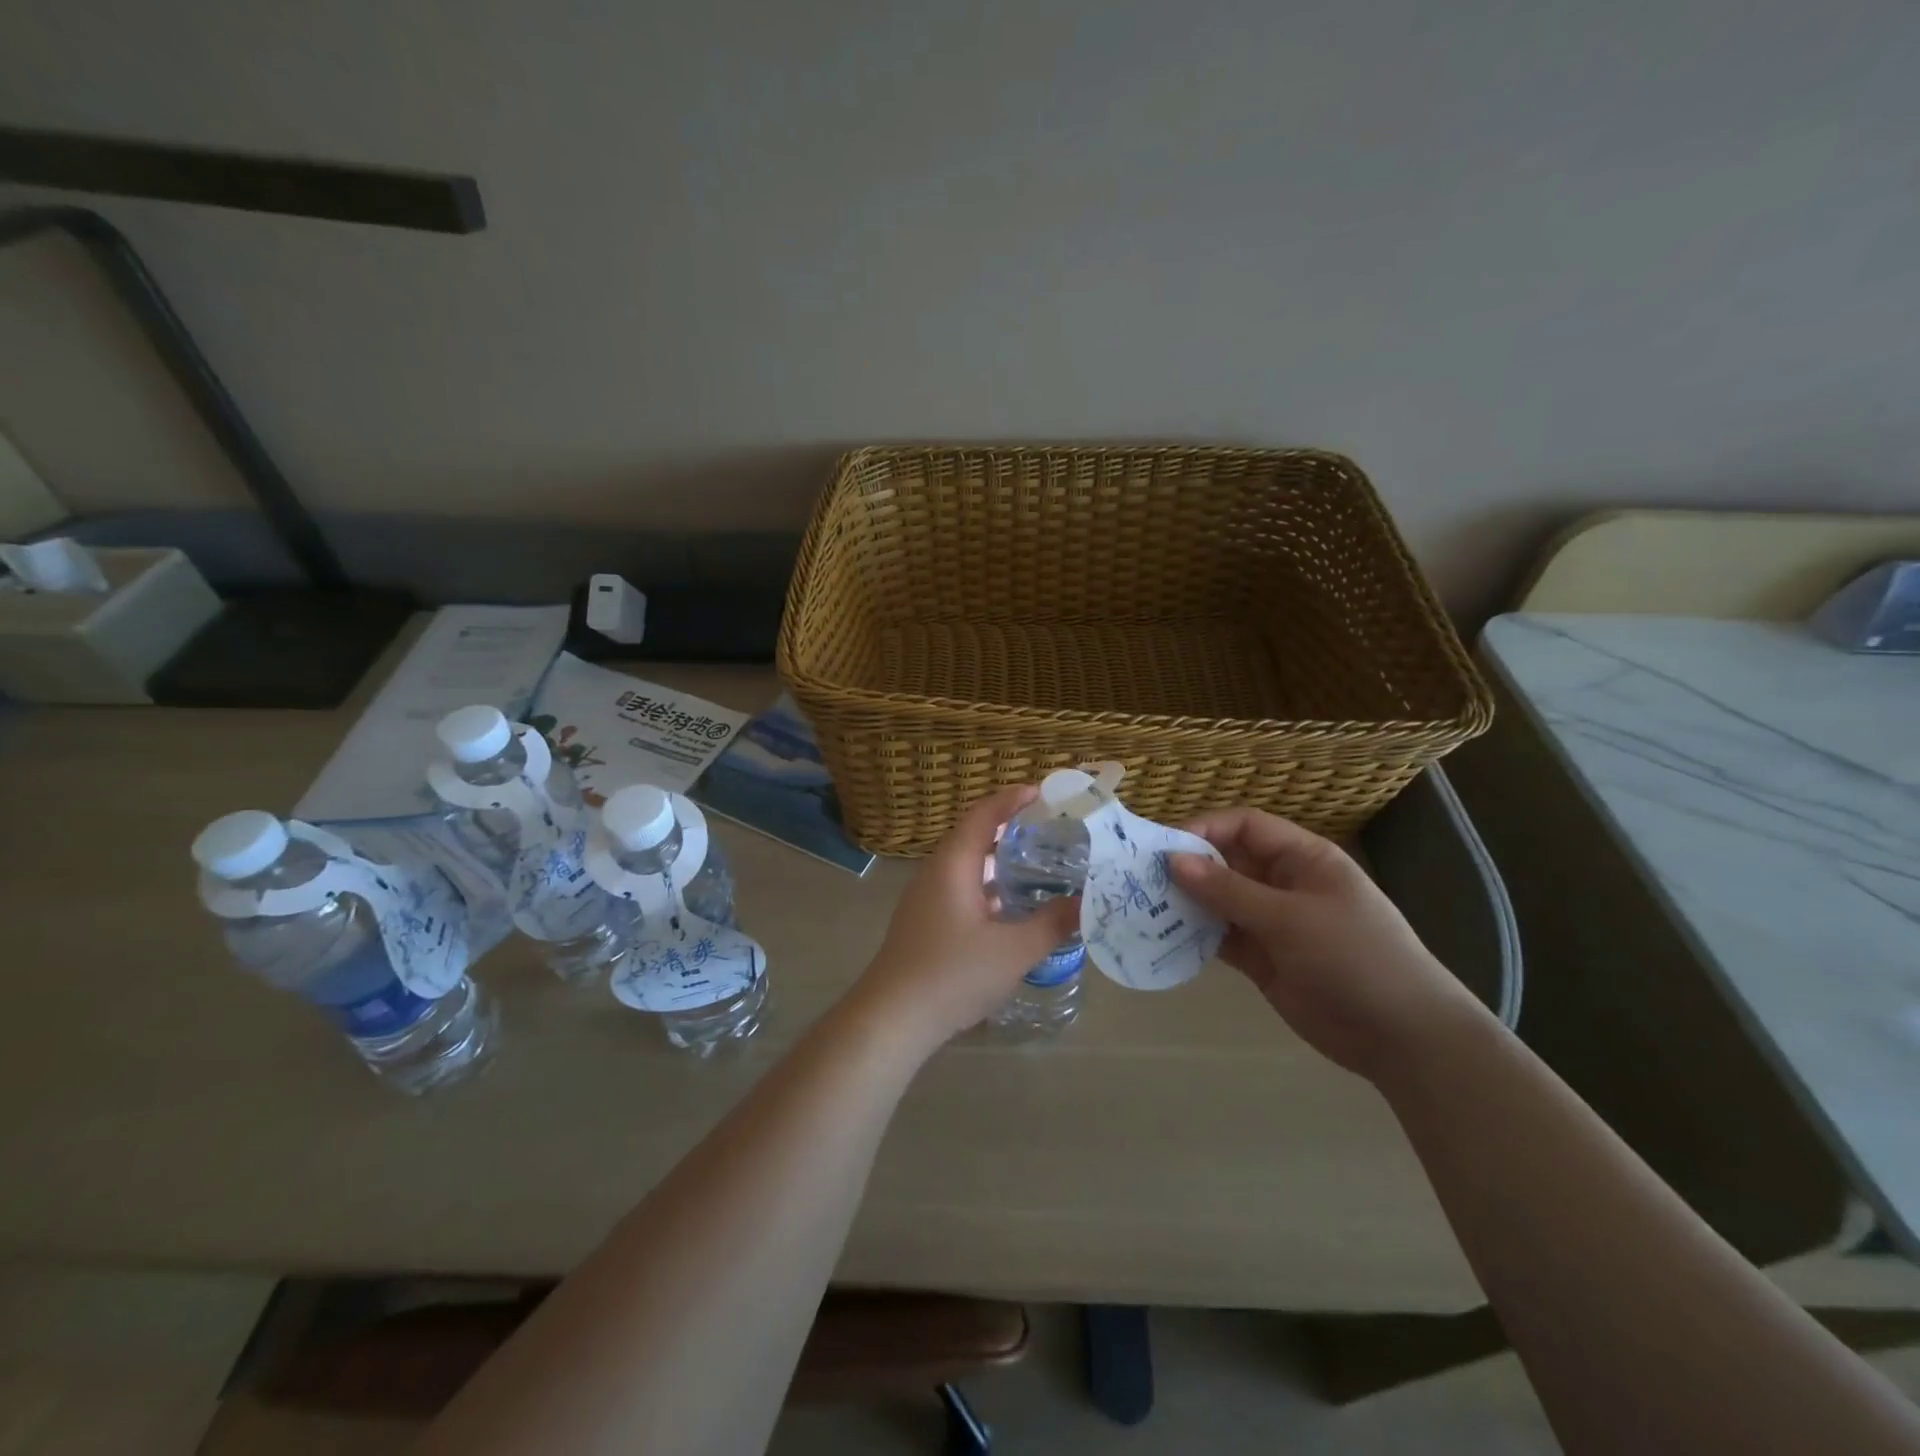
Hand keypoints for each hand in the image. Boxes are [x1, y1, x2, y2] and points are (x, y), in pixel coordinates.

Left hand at [848, 785, 1080, 1057]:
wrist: (892, 1018)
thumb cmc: (952, 974)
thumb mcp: (1013, 951)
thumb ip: (1052, 924)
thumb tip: (1085, 903)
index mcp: (953, 864)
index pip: (984, 814)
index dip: (1012, 799)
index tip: (1044, 793)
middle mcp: (936, 872)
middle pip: (975, 836)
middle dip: (1011, 828)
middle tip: (1052, 830)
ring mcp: (927, 898)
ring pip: (968, 865)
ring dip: (1000, 860)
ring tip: (1039, 865)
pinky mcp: (926, 922)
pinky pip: (962, 888)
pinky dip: (989, 886)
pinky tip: (1012, 908)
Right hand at [1169, 808, 1488, 1080]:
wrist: (1403, 1037)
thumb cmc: (1354, 958)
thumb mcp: (1290, 918)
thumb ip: (1229, 890)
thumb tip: (1172, 860)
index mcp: (1302, 858)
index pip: (1245, 826)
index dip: (1205, 829)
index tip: (1164, 846)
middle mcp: (1283, 883)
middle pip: (1226, 861)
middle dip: (1188, 867)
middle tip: (1140, 878)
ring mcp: (1272, 922)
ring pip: (1218, 901)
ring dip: (1186, 902)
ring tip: (1143, 907)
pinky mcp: (1262, 958)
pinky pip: (1220, 937)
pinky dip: (1195, 936)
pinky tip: (1163, 937)